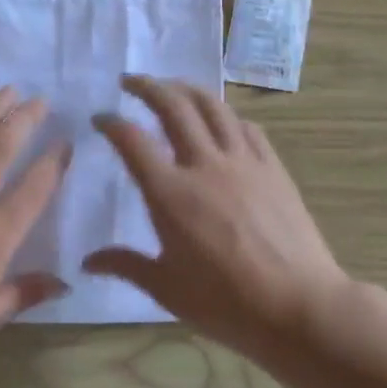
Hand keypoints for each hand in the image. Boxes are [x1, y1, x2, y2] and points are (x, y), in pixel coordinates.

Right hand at [86, 76, 351, 359]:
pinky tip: (221, 119)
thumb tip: (87, 262)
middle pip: (173, 107)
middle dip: (147, 86)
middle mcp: (204, 165)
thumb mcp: (166, 288)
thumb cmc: (226, 303)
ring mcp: (243, 162)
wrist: (299, 306)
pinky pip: (246, 127)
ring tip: (172, 86)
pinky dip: (226, 114)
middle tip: (130, 81)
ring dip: (187, 88)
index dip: (111, 123)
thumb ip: (125, 265)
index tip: (100, 118)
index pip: (132, 140)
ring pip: (212, 106)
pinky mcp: (273, 168)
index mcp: (170, 194)